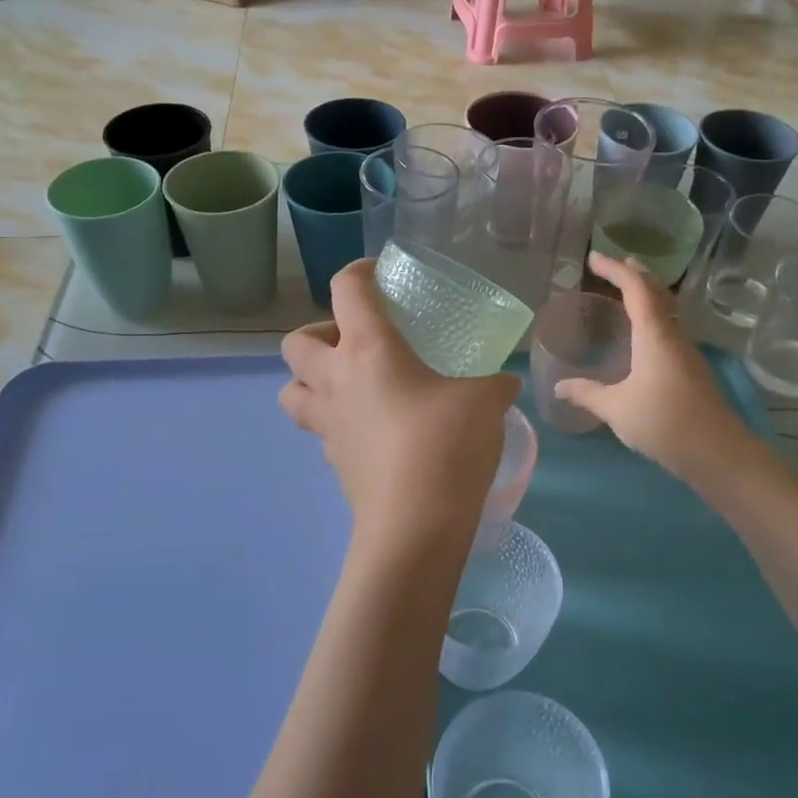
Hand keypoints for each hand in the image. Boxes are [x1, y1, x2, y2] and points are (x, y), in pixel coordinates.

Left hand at [280, 260, 519, 544]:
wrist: (415, 525)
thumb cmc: (446, 444)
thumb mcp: (485, 402)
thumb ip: (494, 384)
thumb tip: (506, 384)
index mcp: (368, 349)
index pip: (346, 291)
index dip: (358, 272)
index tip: (378, 275)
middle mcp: (336, 381)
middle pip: (295, 343)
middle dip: (317, 333)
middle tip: (355, 342)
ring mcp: (329, 425)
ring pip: (291, 391)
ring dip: (309, 380)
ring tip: (349, 385)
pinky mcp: (336, 463)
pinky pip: (321, 431)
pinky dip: (337, 421)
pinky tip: (372, 430)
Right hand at [554, 252, 747, 481]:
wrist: (717, 452)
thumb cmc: (663, 422)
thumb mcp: (616, 408)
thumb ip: (587, 394)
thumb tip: (559, 386)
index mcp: (654, 335)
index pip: (636, 288)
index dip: (615, 269)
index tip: (593, 258)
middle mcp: (673, 336)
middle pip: (657, 293)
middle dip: (636, 275)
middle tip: (615, 266)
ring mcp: (686, 352)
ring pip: (666, 311)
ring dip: (647, 296)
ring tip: (627, 294)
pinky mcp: (691, 370)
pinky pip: (668, 330)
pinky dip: (652, 319)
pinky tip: (642, 337)